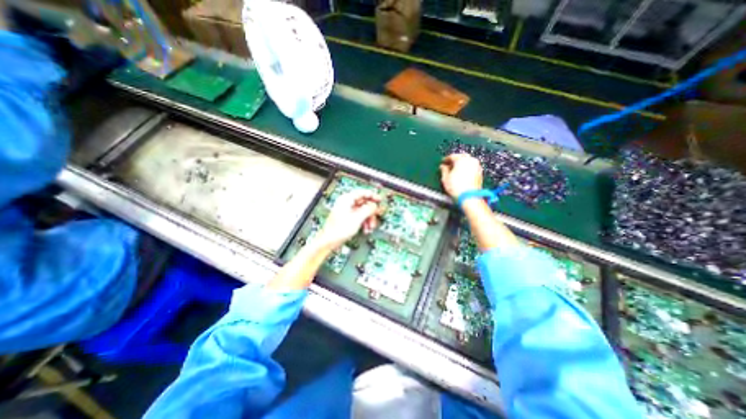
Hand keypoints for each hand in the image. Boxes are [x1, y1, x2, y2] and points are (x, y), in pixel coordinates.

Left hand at [316, 190, 384, 251]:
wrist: (329, 241)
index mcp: (346, 199)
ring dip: (368, 219)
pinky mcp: (346, 218)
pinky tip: (365, 229)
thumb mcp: (357, 218)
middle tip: (375, 217)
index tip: (379, 200)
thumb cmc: (338, 230)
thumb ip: (368, 209)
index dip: (372, 196)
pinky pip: (359, 217)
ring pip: (362, 211)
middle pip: (363, 203)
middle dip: (371, 212)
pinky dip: (363, 222)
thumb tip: (374, 205)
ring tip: (370, 227)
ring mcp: (346, 211)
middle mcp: (346, 203)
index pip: (362, 193)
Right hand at [438, 154, 484, 199]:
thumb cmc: (456, 187)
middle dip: (455, 160)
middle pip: (461, 156)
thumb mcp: (445, 178)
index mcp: (461, 159)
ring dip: (461, 164)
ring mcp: (477, 165)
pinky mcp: (480, 172)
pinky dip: (467, 168)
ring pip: (468, 161)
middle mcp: (470, 160)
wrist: (469, 196)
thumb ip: (444, 170)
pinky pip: (472, 166)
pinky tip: (462, 174)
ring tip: (455, 170)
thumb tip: (443, 166)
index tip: (442, 162)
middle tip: (449, 165)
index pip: (452, 156)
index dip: (446, 159)